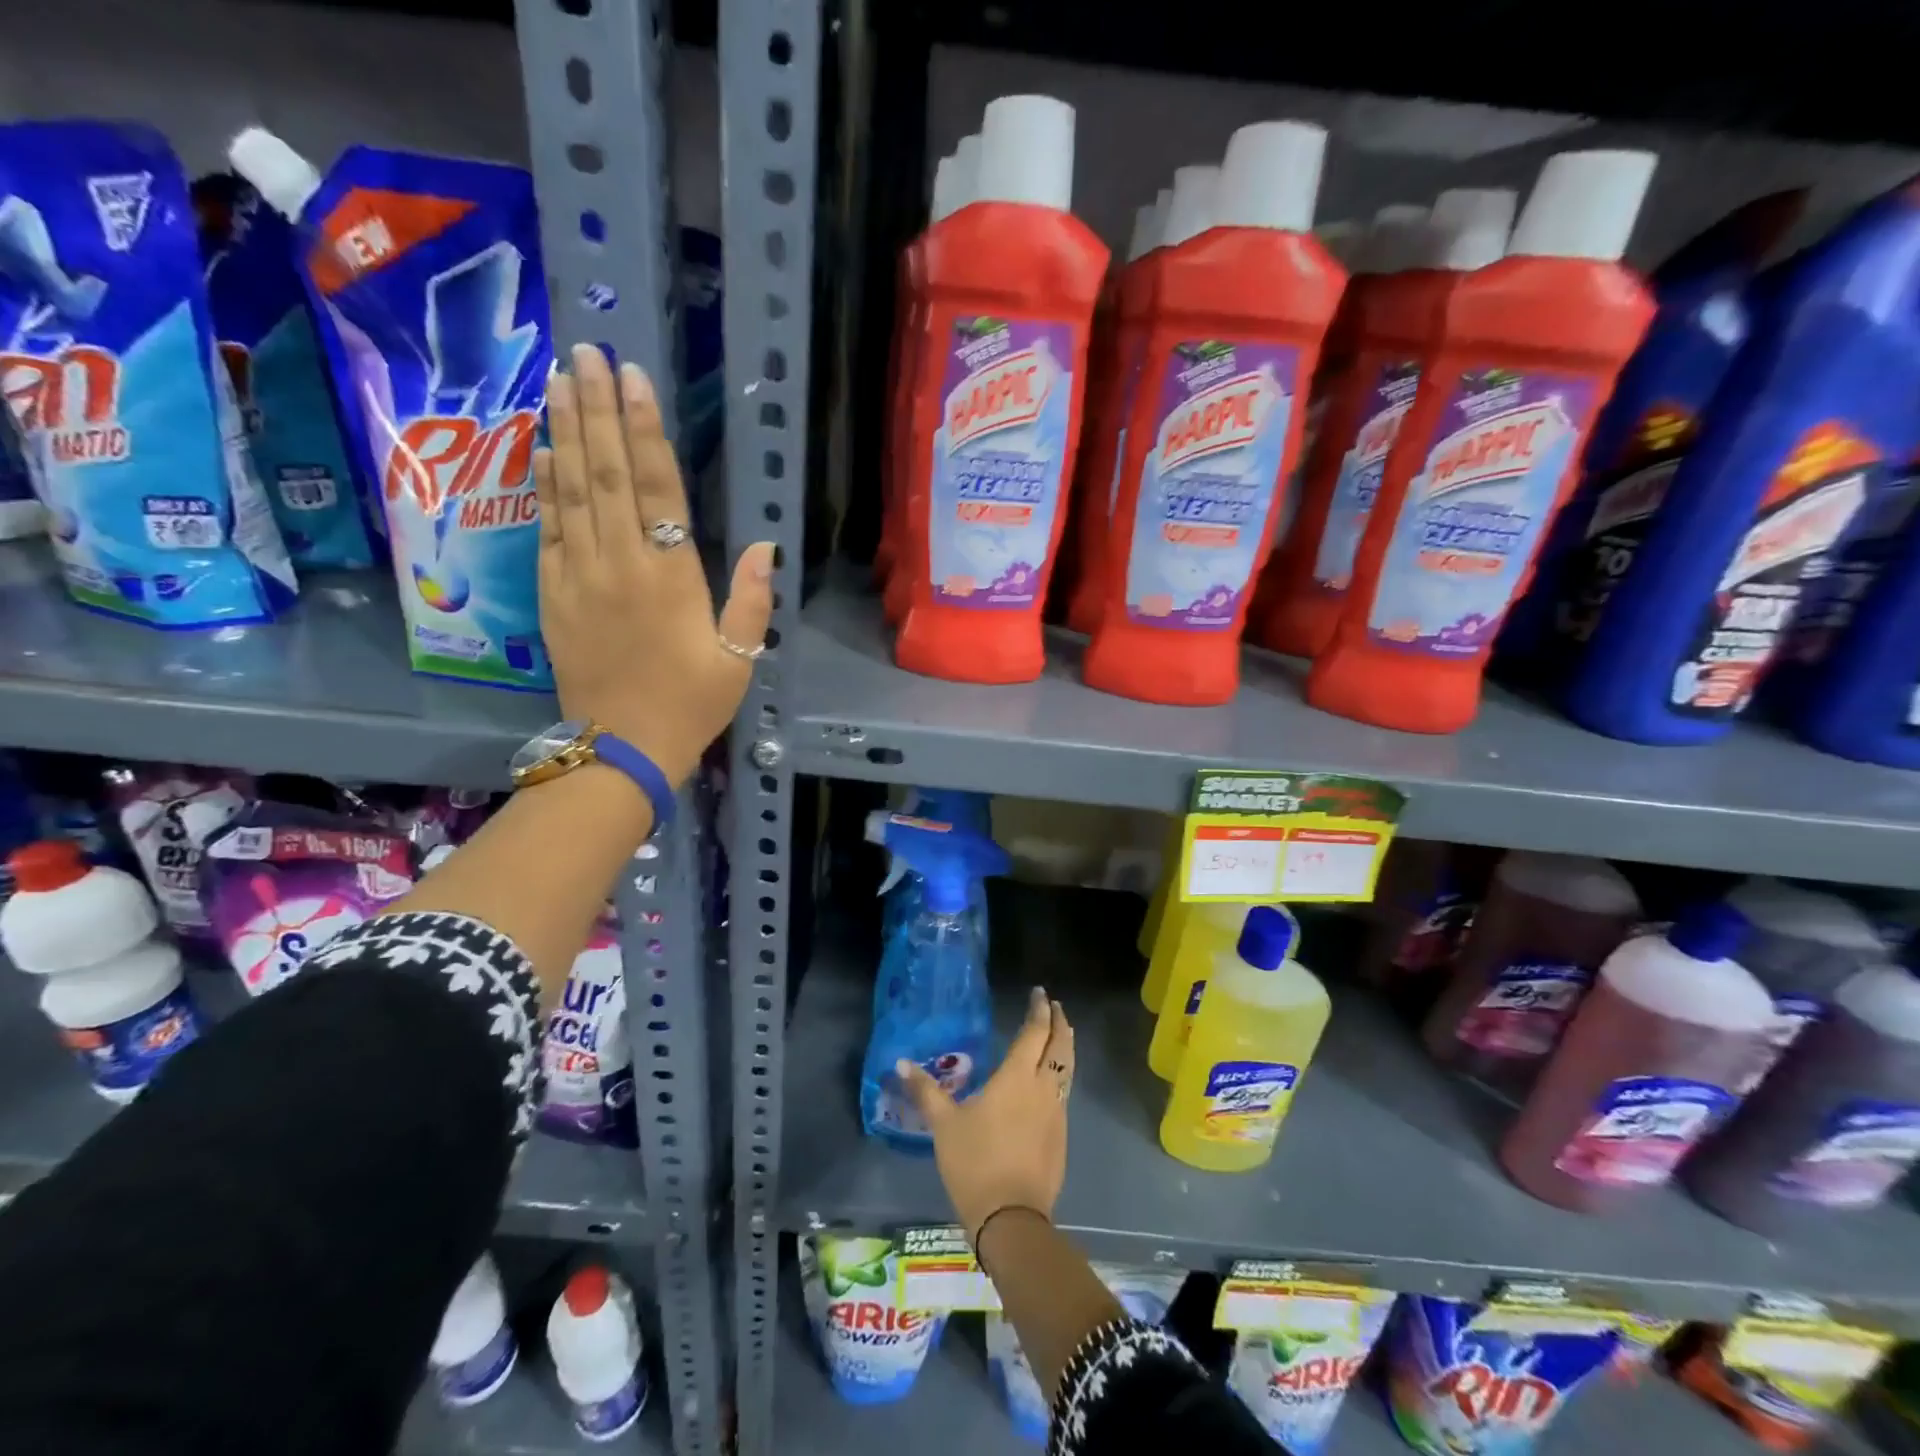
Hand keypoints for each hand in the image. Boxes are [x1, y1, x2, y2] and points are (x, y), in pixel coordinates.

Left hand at [533, 344, 774, 784]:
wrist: (621, 748)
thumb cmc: (690, 705)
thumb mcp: (738, 660)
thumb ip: (751, 602)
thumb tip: (765, 547)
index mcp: (671, 577)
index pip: (657, 489)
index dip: (645, 431)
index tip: (634, 378)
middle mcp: (620, 563)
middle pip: (606, 474)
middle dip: (597, 410)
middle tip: (587, 354)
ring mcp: (579, 576)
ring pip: (570, 490)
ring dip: (565, 432)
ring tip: (559, 381)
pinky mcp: (552, 594)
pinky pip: (547, 528)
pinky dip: (544, 485)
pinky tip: (542, 449)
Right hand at [897, 988, 1073, 1242]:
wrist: (1011, 1219)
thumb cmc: (975, 1163)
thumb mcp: (944, 1125)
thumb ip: (926, 1091)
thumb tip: (901, 1063)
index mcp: (1017, 1077)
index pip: (1034, 1033)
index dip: (1039, 1011)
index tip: (1039, 994)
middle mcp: (1042, 1088)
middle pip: (1059, 1046)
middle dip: (1058, 1023)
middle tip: (1054, 1006)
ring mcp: (1056, 1113)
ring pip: (1066, 1069)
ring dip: (1064, 1047)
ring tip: (1059, 1036)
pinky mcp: (1061, 1137)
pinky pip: (1064, 1093)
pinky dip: (1061, 1075)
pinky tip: (1050, 1082)